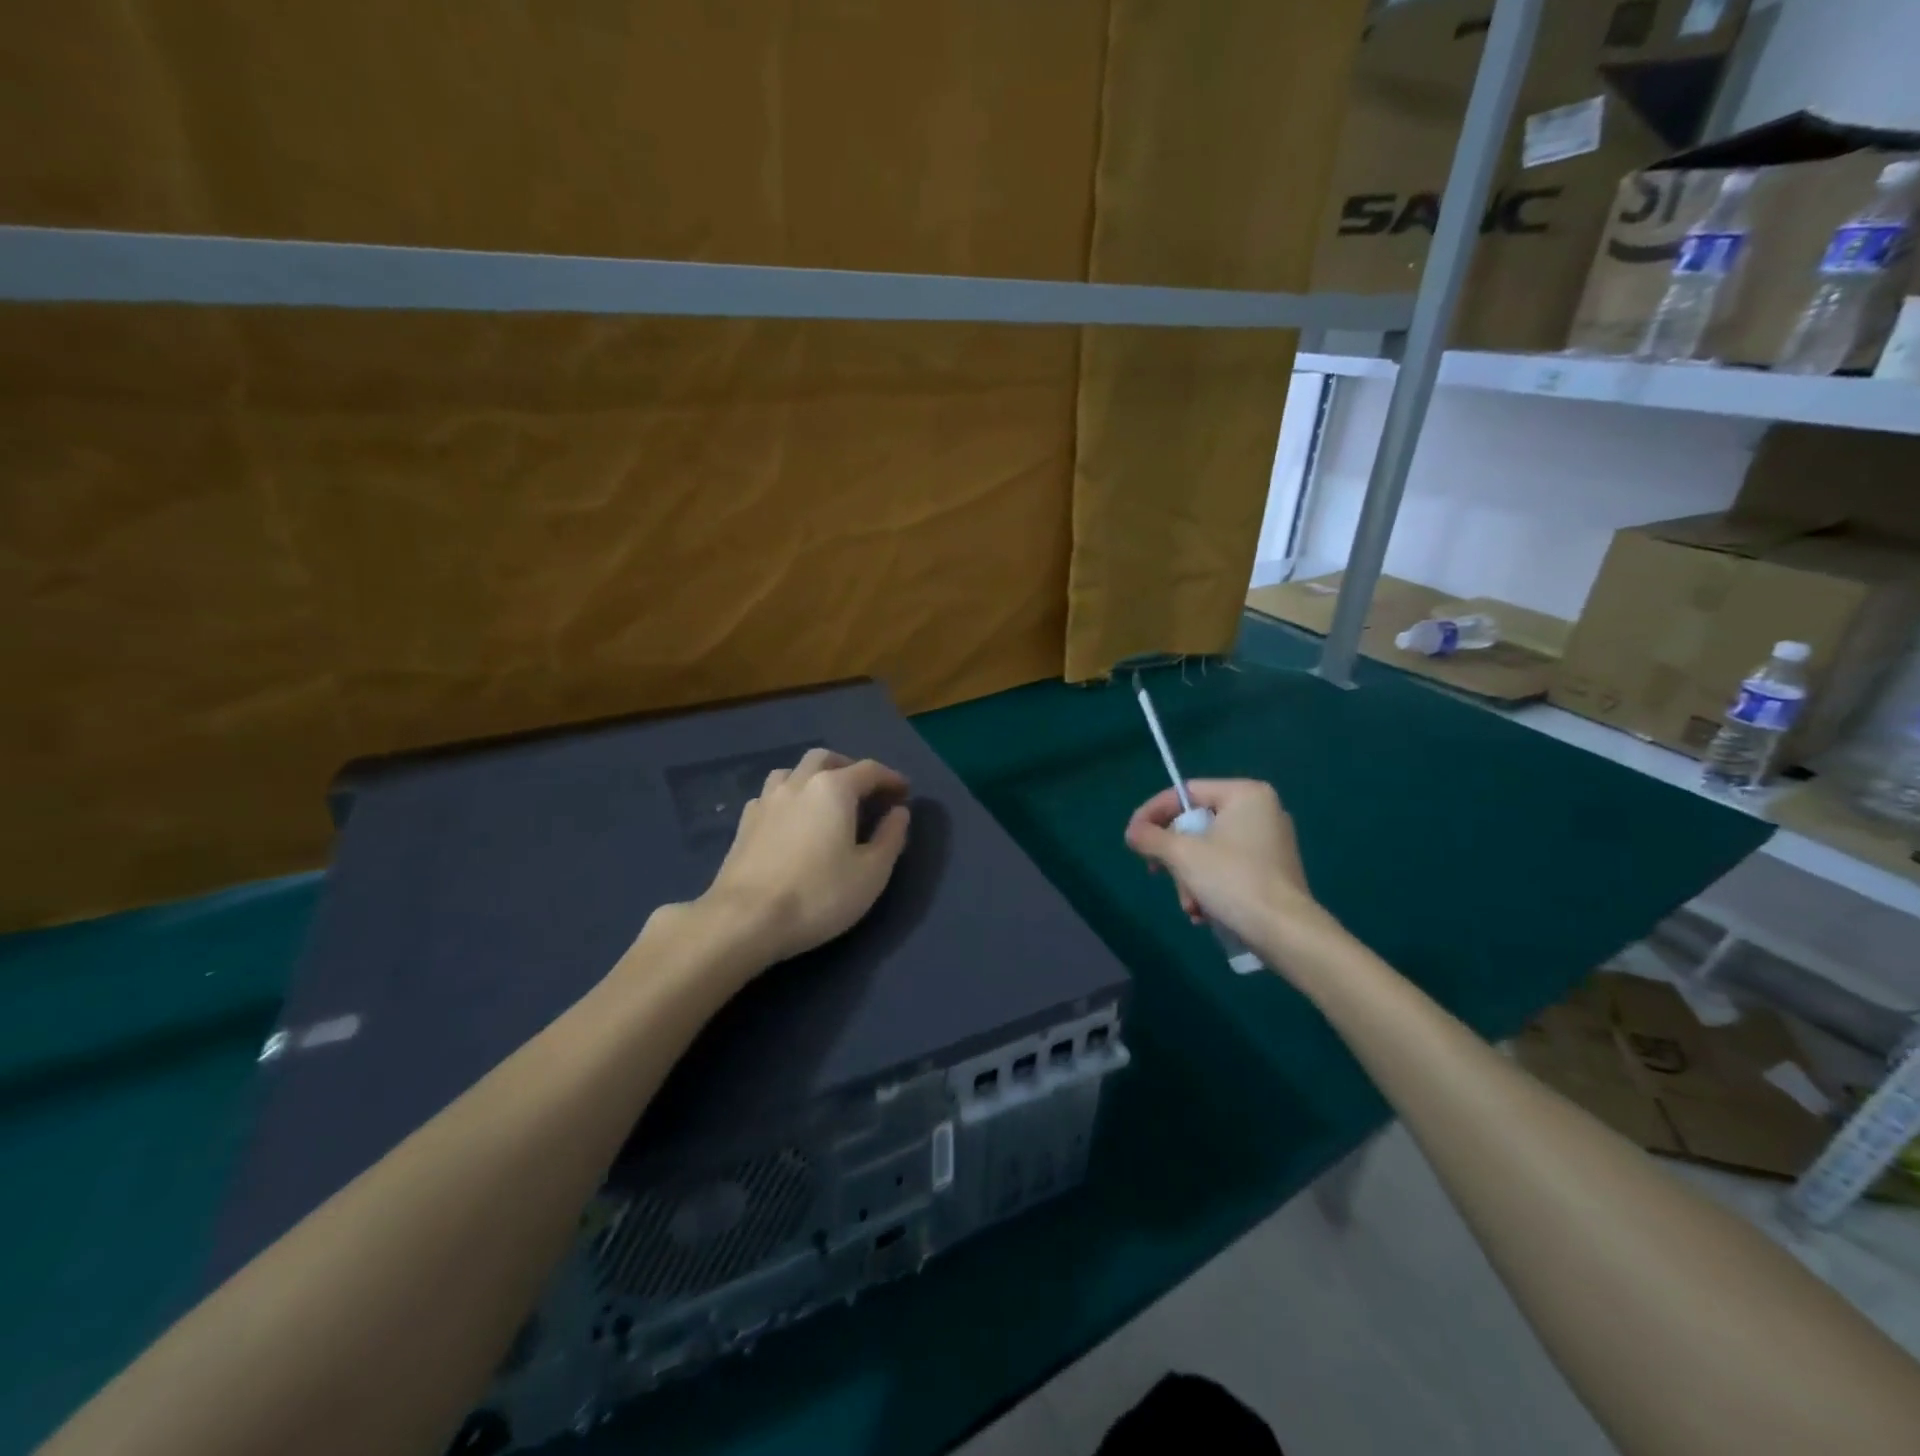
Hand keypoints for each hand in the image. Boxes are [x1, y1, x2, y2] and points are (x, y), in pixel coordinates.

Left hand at [697, 748, 911, 966]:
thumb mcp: (871, 873)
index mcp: (833, 789)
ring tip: (827, 801)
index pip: (869, 770)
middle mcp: (798, 783)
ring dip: (815, 777)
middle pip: (826, 759)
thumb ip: (890, 837)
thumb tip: (899, 812)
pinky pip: (771, 795)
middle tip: (866, 792)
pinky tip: (793, 820)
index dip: (891, 778)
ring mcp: (766, 801)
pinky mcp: (744, 823)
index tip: (904, 793)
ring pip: (793, 772)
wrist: (745, 919)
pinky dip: (790, 798)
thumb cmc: (818, 895)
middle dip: (850, 768)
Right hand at [1124, 780, 1322, 949]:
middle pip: (1196, 824)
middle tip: (1157, 873)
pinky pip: (1228, 867)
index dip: (1152, 812)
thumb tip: (1132, 833)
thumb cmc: (1233, 880)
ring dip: (1189, 878)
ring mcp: (1270, 841)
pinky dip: (1210, 885)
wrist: (1286, 933)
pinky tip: (1204, 911)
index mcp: (1245, 794)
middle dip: (1175, 857)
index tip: (1132, 836)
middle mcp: (1262, 810)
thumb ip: (1150, 837)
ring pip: (1209, 850)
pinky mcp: (1273, 870)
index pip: (1185, 792)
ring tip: (1189, 905)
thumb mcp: (1182, 854)